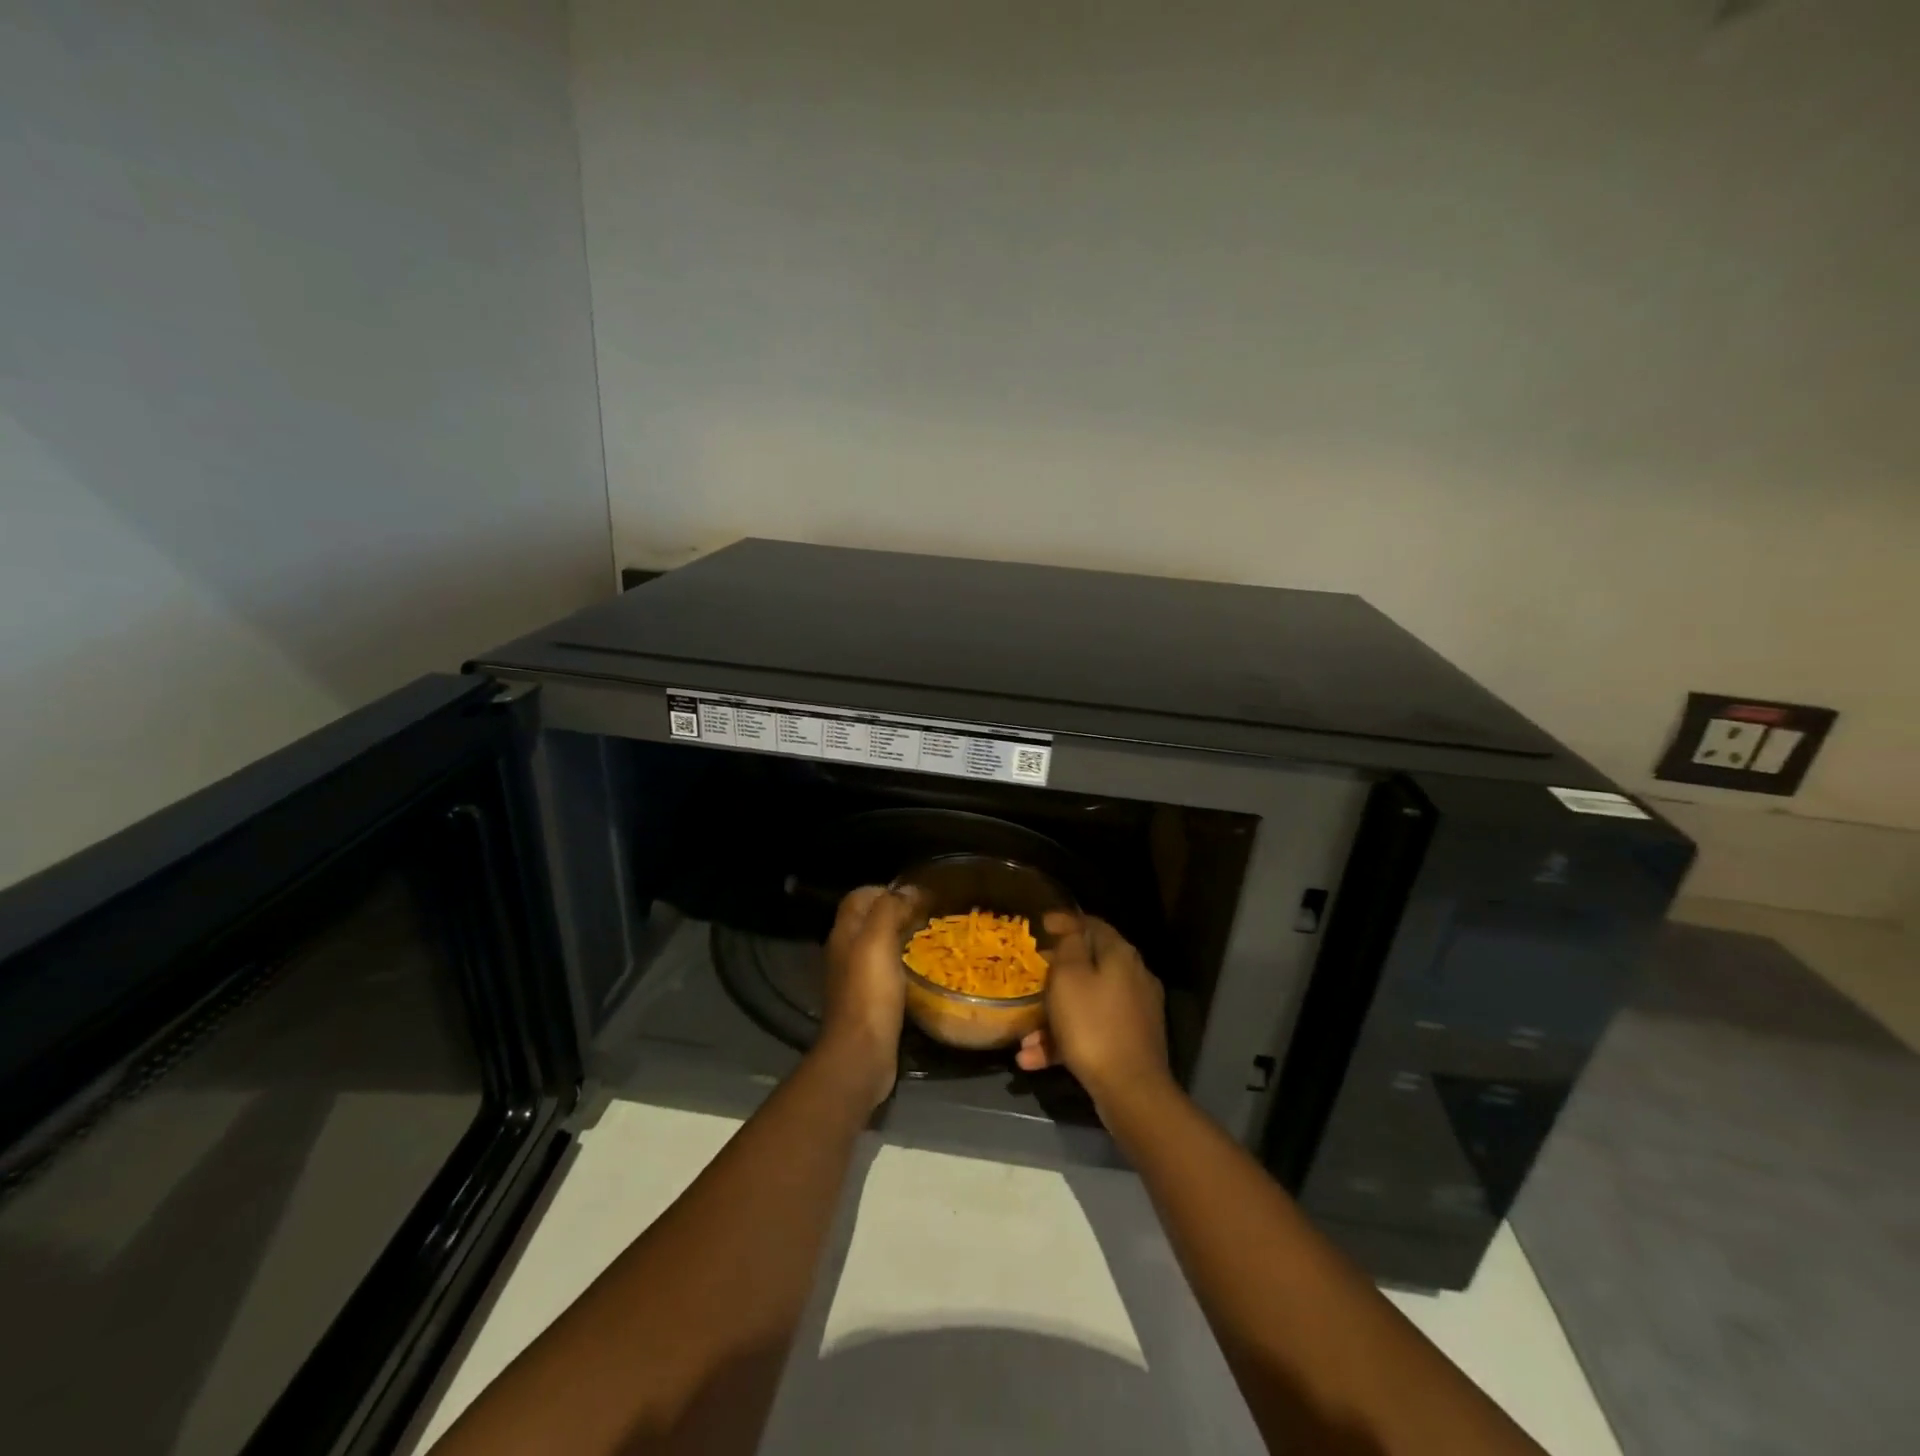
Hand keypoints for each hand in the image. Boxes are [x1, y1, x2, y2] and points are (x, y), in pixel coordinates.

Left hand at [815, 885, 914, 1107]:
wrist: (861, 1053)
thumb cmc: (869, 992)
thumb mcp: (878, 941)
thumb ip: (889, 909)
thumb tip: (908, 889)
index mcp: (844, 932)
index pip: (859, 897)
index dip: (884, 889)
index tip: (916, 893)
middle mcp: (846, 951)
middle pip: (869, 919)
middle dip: (896, 911)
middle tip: (929, 913)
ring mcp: (855, 977)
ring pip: (878, 944)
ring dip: (901, 936)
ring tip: (930, 936)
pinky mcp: (869, 1000)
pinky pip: (886, 970)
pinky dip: (902, 962)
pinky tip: (921, 968)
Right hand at [1016, 913, 1172, 1109]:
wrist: (1131, 1090)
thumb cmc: (1092, 1025)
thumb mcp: (1069, 978)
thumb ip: (1068, 946)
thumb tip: (1070, 927)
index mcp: (1121, 955)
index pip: (1092, 925)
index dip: (1064, 922)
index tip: (1039, 926)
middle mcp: (1133, 977)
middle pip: (1089, 966)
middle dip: (1054, 976)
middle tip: (1029, 980)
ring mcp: (1134, 1012)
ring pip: (1086, 1003)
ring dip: (1053, 1018)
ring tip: (1024, 1039)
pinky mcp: (1130, 1042)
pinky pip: (1092, 1031)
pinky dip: (1065, 1041)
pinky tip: (1034, 1060)